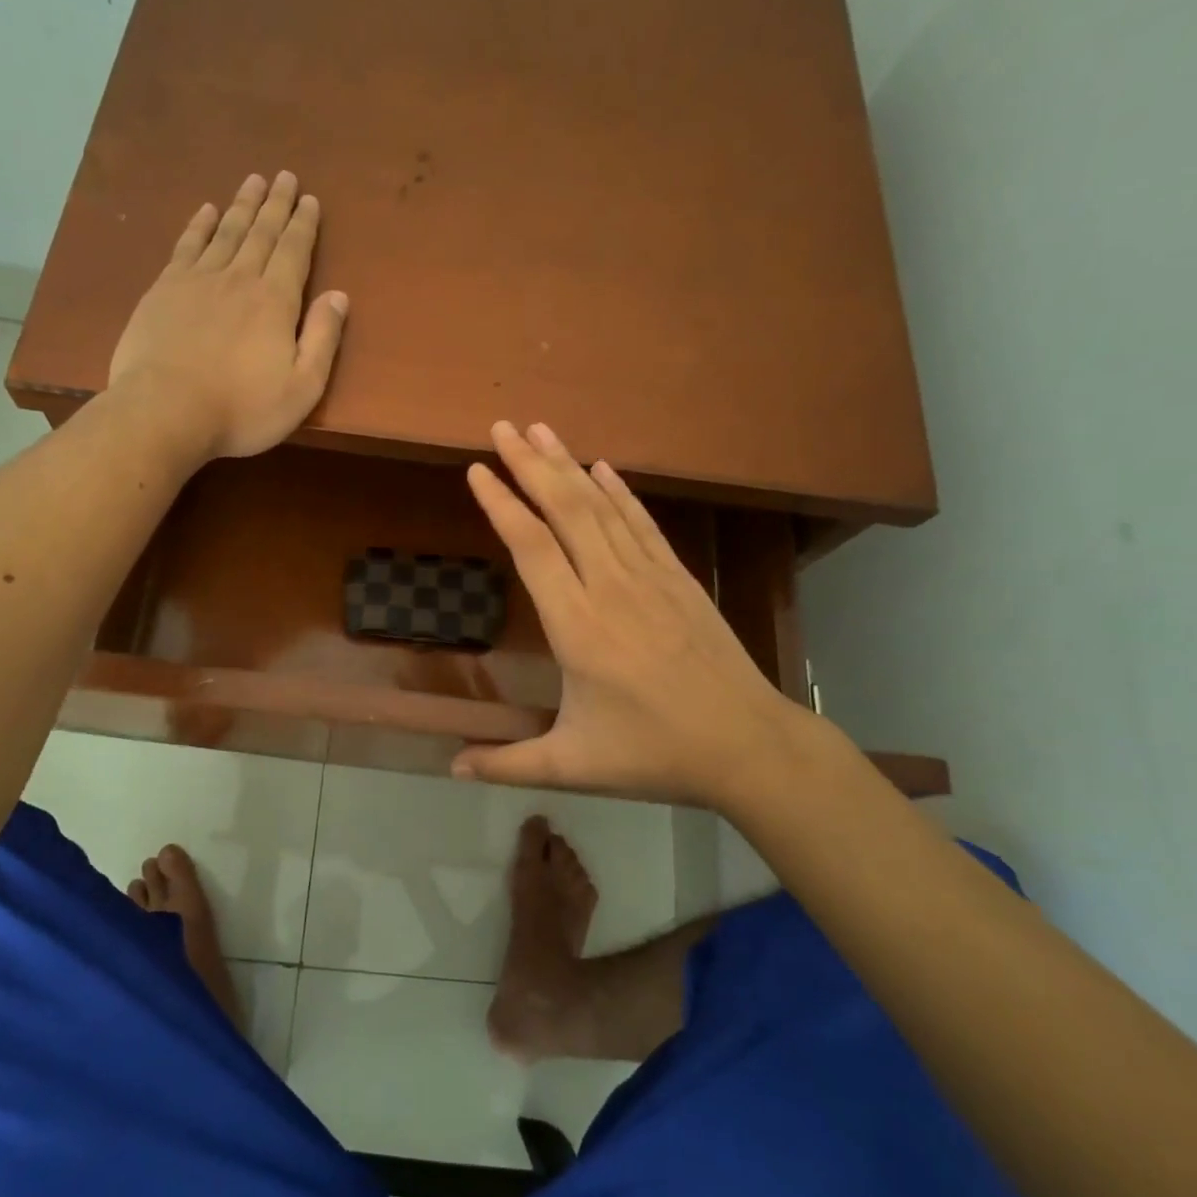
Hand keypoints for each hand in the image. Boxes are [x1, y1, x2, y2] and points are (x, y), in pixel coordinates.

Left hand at [108, 171, 349, 459]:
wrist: (165, 411)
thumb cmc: (242, 410)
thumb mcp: (301, 388)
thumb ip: (323, 340)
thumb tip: (339, 296)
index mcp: (275, 302)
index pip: (294, 252)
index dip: (303, 225)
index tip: (309, 199)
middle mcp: (238, 279)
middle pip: (261, 233)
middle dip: (276, 204)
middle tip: (284, 176)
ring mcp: (197, 280)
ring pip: (226, 232)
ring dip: (242, 205)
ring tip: (253, 181)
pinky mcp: (164, 290)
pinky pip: (187, 246)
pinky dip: (200, 225)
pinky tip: (207, 211)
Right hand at [456, 421, 816, 809]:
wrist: (747, 745)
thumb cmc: (653, 753)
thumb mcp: (572, 765)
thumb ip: (507, 764)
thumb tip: (450, 770)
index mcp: (578, 627)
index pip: (532, 548)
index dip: (502, 504)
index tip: (477, 470)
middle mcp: (611, 588)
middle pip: (566, 510)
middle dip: (531, 464)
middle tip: (503, 426)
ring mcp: (650, 578)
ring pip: (603, 508)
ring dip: (569, 466)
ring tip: (542, 430)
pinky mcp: (680, 580)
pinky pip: (643, 524)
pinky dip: (620, 492)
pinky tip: (604, 468)